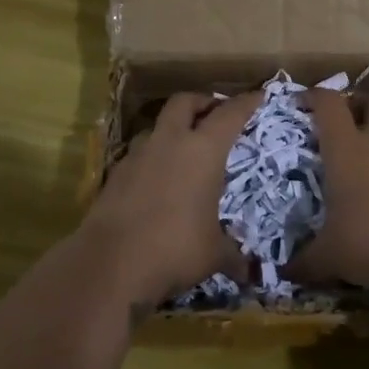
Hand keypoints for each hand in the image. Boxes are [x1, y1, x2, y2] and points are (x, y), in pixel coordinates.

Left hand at [80, 91, 260, 308]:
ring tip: (183, 148)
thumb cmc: (174, 249)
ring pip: (157, 126)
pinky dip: (152, 157)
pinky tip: (158, 179)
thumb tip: (249, 273)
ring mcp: (138, 155)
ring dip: (172, 129)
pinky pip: (139, 154)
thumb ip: (232, 256)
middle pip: (185, 102)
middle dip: (202, 102)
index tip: (258, 95)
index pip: (230, 115)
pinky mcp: (115, 174)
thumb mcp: (213, 255)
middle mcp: (170, 142)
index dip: (246, 103)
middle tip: (215, 113)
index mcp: (203, 150)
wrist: (110, 263)